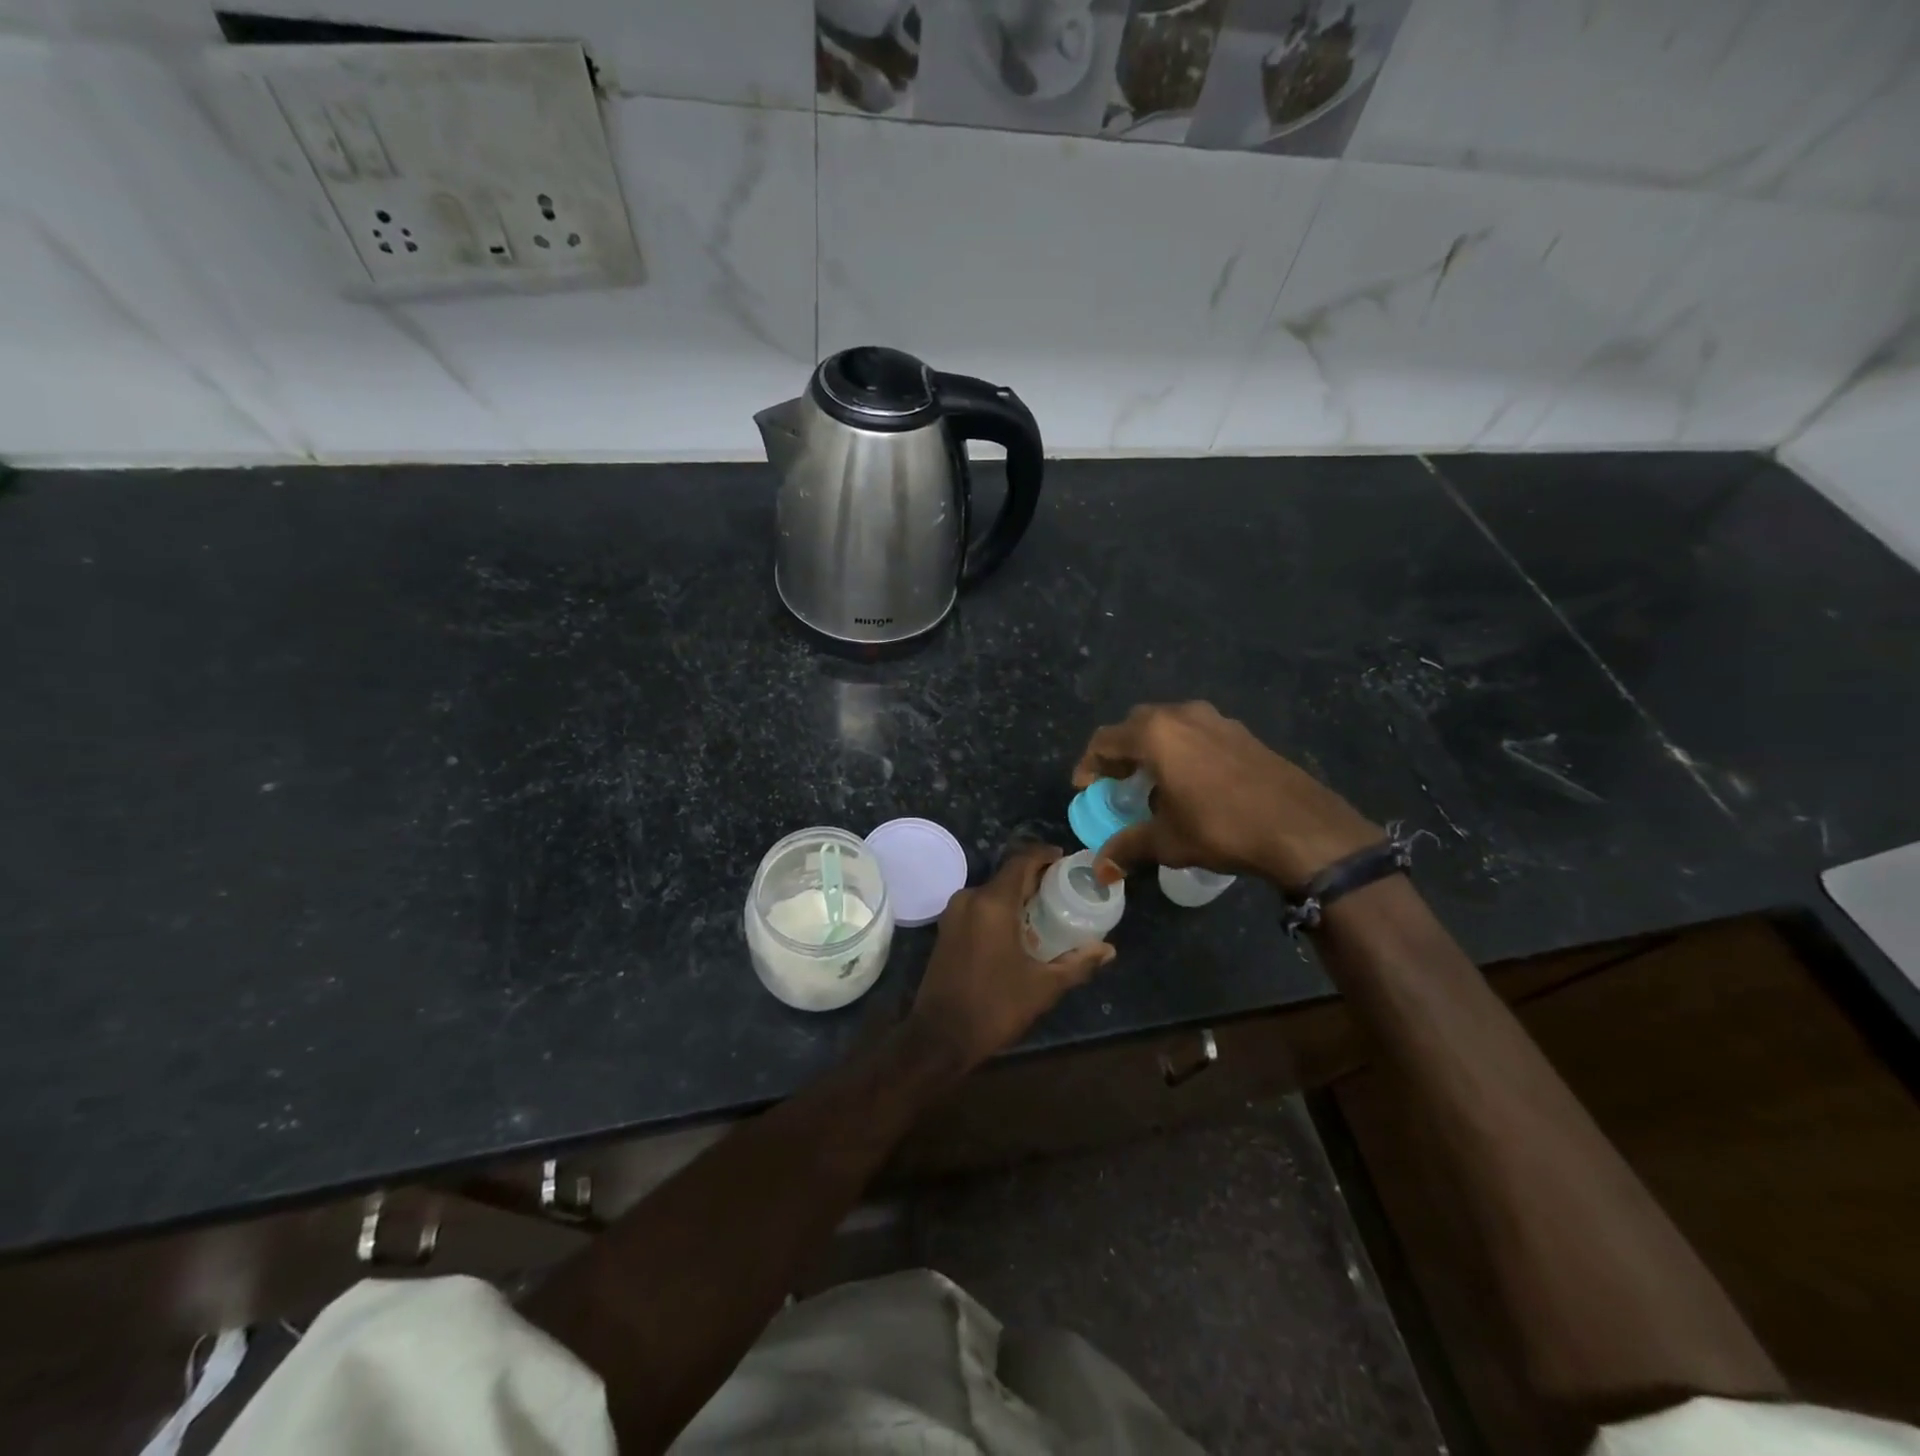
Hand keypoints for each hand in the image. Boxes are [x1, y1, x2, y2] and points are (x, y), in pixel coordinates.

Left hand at [908, 844, 1115, 1073]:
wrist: (939, 1037)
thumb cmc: (994, 1007)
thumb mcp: (1043, 987)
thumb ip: (1077, 963)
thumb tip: (1108, 949)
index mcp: (992, 903)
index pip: (1022, 861)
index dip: (1045, 856)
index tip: (1067, 861)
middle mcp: (970, 898)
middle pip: (1008, 875)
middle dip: (1036, 878)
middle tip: (1065, 890)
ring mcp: (954, 913)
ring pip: (993, 891)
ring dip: (1018, 895)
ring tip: (1047, 910)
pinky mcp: (947, 929)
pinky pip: (980, 906)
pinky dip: (1001, 909)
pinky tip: (1020, 929)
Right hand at [1073, 701, 1379, 888]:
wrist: (1300, 827)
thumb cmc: (1221, 828)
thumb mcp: (1167, 841)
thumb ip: (1128, 847)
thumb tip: (1099, 870)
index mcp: (1155, 734)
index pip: (1105, 739)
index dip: (1089, 764)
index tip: (1085, 788)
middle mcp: (1182, 715)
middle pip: (1135, 725)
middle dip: (1120, 752)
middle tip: (1116, 782)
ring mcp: (1216, 719)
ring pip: (1169, 724)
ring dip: (1152, 748)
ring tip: (1153, 781)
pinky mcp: (1241, 731)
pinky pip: (1196, 732)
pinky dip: (1181, 749)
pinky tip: (1191, 781)